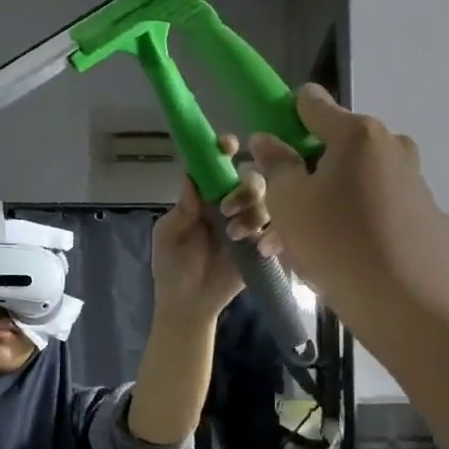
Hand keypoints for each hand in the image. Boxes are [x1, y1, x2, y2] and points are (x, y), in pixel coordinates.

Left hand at [150, 135, 274, 318]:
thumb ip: (181, 209)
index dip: (224, 150)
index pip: (218, 165)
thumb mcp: (168, 235)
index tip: (228, 145)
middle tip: (226, 209)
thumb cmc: (172, 266)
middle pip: (252, 179)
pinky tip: (259, 246)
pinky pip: (280, 230)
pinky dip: (274, 233)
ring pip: (270, 201)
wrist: (188, 304)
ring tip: (235, 234)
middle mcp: (231, 204)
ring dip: (254, 212)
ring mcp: (250, 224)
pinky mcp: (264, 246)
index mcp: (206, 196)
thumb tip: (191, 178)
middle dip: (244, 188)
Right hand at [249, 85, 448, 336]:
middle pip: (334, 147)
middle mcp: (391, 147)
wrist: (406, 301)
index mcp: (357, 134)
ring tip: (291, 245)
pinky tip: (333, 256)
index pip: (311, 104)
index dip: (283, 118)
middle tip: (274, 210)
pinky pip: (376, 208)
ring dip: (322, 203)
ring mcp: (413, 181)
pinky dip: (351, 222)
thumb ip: (274, 163)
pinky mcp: (425, 216)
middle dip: (301, 173)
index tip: (265, 147)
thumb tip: (267, 139)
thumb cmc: (335, 241)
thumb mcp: (286, 201)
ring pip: (353, 182)